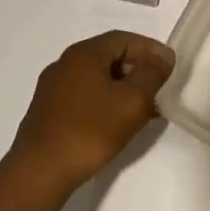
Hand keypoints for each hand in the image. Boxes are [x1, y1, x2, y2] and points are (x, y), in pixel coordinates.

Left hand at [7, 31, 174, 193]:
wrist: (40, 171)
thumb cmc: (90, 130)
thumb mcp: (132, 100)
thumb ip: (152, 74)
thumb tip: (163, 56)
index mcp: (83, 53)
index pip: (124, 39)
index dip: (150, 49)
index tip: (169, 67)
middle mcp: (65, 64)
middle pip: (109, 57)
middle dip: (138, 71)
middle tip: (159, 90)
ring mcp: (53, 89)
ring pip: (97, 80)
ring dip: (123, 90)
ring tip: (144, 111)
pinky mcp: (48, 112)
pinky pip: (84, 97)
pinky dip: (105, 103)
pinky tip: (117, 125)